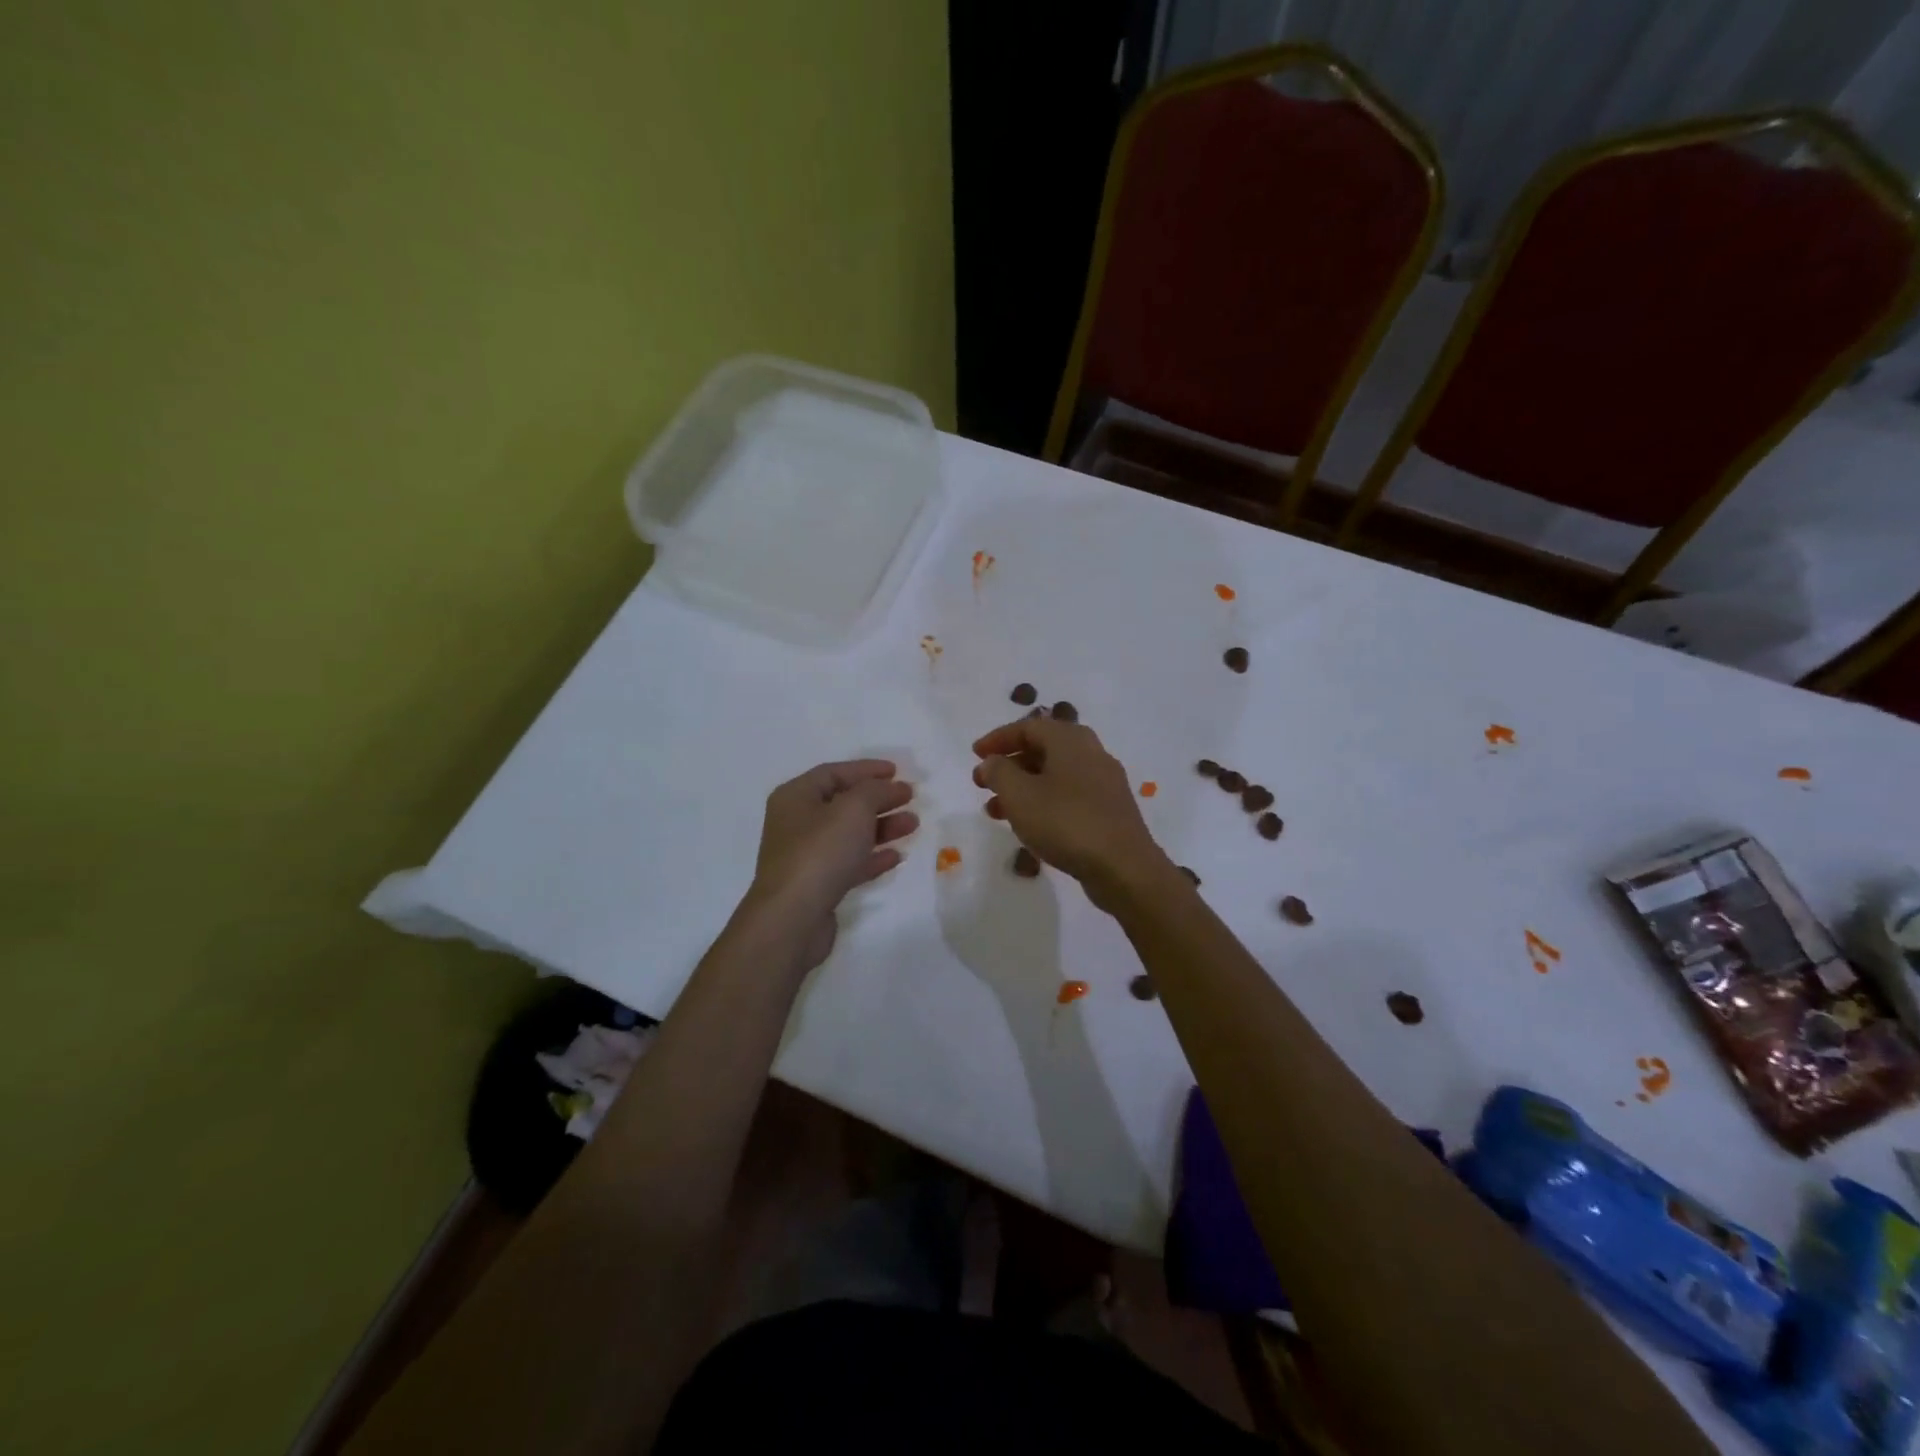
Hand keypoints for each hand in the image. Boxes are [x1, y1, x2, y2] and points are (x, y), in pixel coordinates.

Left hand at [748, 759, 916, 967]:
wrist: (792, 918)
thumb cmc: (820, 852)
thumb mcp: (853, 809)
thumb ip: (875, 790)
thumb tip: (889, 787)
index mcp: (796, 797)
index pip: (834, 773)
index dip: (866, 769)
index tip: (897, 771)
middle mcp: (797, 823)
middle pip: (844, 803)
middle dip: (879, 799)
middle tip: (910, 798)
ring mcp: (806, 856)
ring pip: (850, 834)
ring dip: (882, 827)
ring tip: (913, 825)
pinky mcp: (818, 885)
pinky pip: (849, 862)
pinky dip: (873, 857)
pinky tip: (897, 856)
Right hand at [972, 717, 1171, 912]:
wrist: (1123, 868)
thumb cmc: (1066, 823)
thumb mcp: (1019, 795)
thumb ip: (999, 773)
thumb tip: (992, 762)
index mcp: (1071, 740)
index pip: (1028, 727)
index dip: (998, 739)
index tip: (975, 754)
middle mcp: (1091, 753)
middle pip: (1043, 749)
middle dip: (1009, 765)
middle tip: (982, 783)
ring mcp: (1105, 782)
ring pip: (1055, 775)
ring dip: (1022, 788)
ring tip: (996, 811)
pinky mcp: (1110, 810)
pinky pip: (1069, 796)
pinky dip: (1043, 802)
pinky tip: (1029, 826)